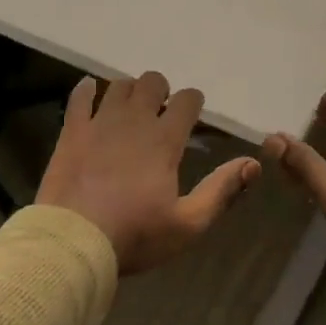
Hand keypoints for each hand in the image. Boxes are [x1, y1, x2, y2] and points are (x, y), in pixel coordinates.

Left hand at [37, 72, 260, 274]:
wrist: (74, 241)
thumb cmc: (135, 235)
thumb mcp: (188, 224)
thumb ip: (221, 191)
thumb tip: (253, 163)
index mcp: (164, 140)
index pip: (187, 100)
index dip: (193, 102)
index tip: (191, 115)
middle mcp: (134, 121)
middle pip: (152, 82)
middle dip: (160, 91)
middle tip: (159, 113)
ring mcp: (100, 122)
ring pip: (118, 85)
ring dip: (128, 91)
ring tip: (129, 109)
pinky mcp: (72, 131)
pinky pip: (79, 97)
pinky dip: (86, 90)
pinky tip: (89, 91)